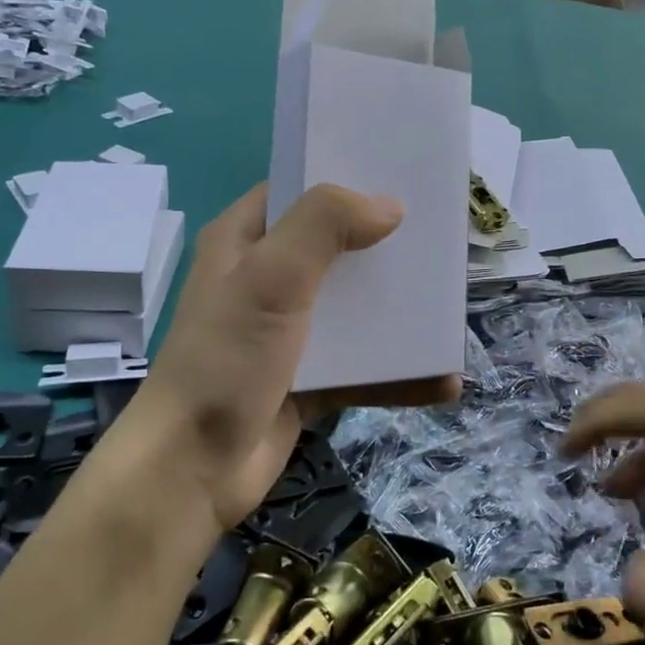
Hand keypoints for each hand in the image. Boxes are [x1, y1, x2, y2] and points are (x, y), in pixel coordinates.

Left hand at [134, 182, 461, 534]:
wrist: (194, 469)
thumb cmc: (226, 359)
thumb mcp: (271, 278)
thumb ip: (324, 226)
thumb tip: (388, 205)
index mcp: (244, 241)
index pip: (297, 192)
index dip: (343, 178)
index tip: (399, 175)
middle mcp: (265, 280)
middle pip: (335, 249)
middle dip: (384, 247)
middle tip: (440, 237)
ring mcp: (288, 332)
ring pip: (353, 310)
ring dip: (397, 312)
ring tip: (451, 307)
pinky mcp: (308, 379)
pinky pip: (361, 367)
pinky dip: (396, 373)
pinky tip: (442, 382)